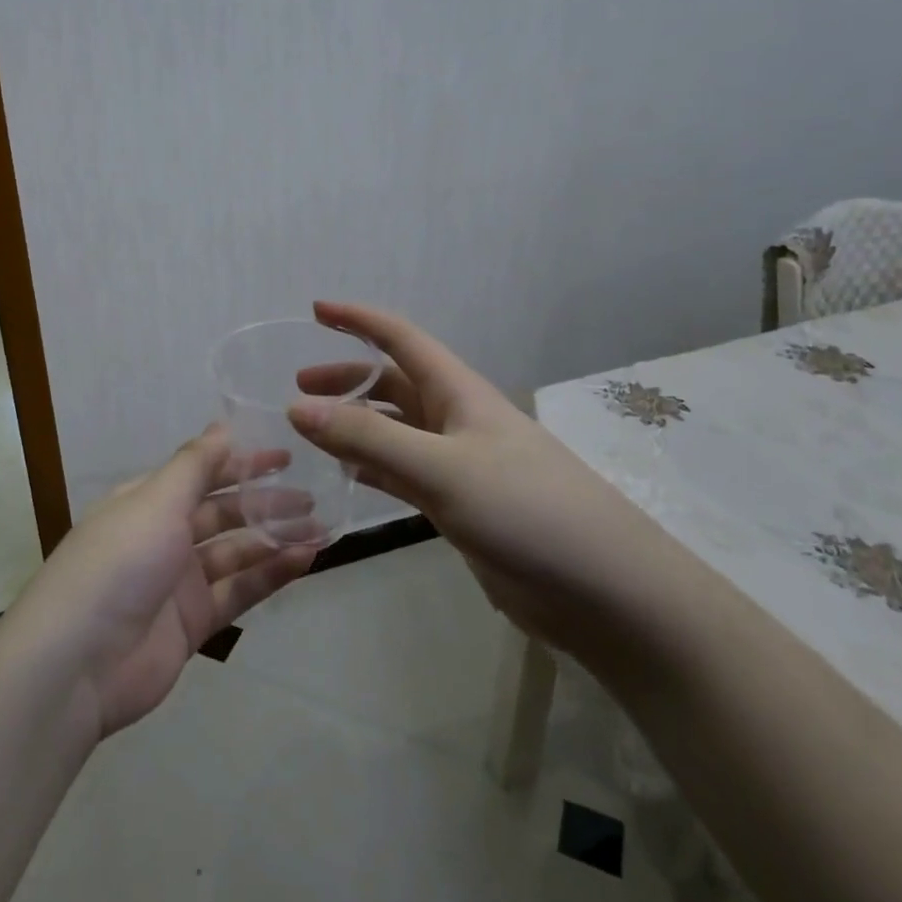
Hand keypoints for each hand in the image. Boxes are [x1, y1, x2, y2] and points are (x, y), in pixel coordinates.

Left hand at [10, 425, 315, 738]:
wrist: (78, 663)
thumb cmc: (119, 562)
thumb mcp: (156, 501)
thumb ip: (194, 464)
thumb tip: (222, 425)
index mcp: (147, 501)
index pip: (201, 473)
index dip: (241, 463)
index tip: (285, 457)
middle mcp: (163, 535)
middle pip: (222, 512)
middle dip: (265, 502)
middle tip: (312, 496)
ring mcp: (178, 581)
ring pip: (236, 551)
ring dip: (275, 538)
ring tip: (320, 528)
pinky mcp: (194, 622)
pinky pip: (239, 590)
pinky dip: (270, 575)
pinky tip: (304, 560)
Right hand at [289, 301, 683, 652]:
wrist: (604, 590)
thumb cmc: (526, 509)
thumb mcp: (442, 468)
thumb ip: (368, 439)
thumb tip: (297, 407)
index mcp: (459, 393)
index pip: (402, 339)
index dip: (359, 320)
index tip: (316, 311)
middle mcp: (457, 421)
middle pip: (393, 386)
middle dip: (347, 379)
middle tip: (298, 390)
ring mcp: (460, 466)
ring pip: (395, 433)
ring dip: (355, 427)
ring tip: (311, 433)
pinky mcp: (461, 507)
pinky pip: (404, 475)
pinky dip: (372, 470)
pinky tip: (347, 478)